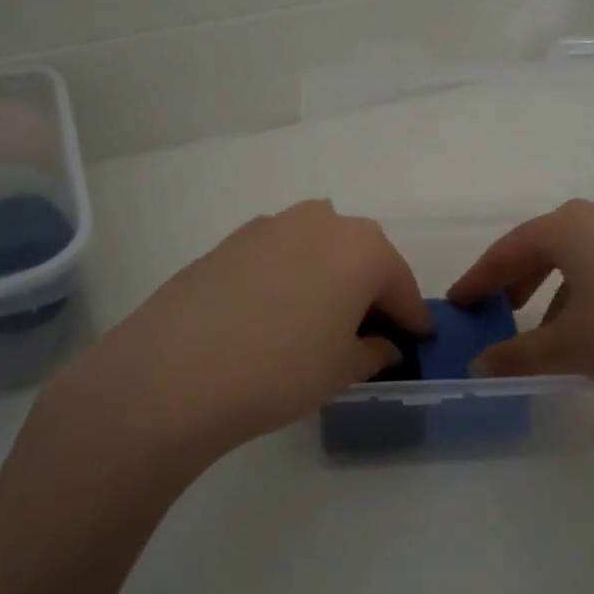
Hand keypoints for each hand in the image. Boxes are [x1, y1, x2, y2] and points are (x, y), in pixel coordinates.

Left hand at [31, 201, 432, 466]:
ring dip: (329, 279)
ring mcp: (271, 225)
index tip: (419, 341)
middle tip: (369, 333)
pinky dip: (290, 278)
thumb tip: (384, 345)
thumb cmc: (281, 370)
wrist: (174, 372)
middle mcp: (321, 221)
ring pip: (318, 251)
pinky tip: (274, 314)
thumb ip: (374, 351)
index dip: (412, 318)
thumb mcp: (342, 369)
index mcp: (362, 247)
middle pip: (361, 258)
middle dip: (371, 292)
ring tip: (319, 322)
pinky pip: (279, 256)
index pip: (401, 285)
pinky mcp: (231, 239)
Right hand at [448, 199, 593, 413]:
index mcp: (568, 228)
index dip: (478, 279)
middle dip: (517, 279)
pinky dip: (592, 290)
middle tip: (498, 310)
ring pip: (582, 256)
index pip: (508, 250)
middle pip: (545, 245)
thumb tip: (478, 364)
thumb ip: (518, 355)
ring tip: (550, 328)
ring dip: (556, 287)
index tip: (457, 302)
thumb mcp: (569, 348)